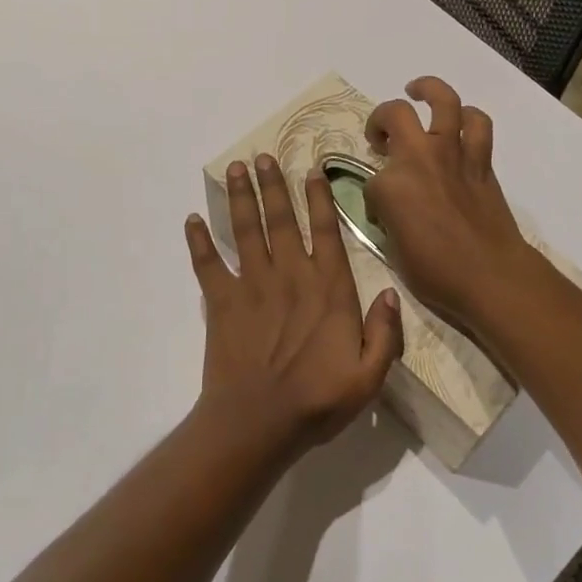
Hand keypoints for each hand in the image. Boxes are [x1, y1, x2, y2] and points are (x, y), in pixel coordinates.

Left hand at [185, 155, 403, 452]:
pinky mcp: (222, 302)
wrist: (257, 425)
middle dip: (272, 185)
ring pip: (245, 231)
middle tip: (263, 155)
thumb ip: (384, 334)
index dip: (319, 198)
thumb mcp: (369, 377)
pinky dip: (198, 242)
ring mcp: (252, 286)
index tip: (311, 169)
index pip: (325, 232)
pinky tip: (190, 220)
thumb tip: (392, 294)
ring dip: (240, 197)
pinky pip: (207, 265)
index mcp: (328, 289)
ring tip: (235, 168)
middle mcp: (290, 276)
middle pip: (280, 220)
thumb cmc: (317, 402)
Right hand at [361, 76, 543, 325]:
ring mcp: (453, 153)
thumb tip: (391, 206)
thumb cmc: (435, 273)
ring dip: (428, 89)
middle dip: (381, 120)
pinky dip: (468, 117)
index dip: (374, 197)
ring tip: (417, 91)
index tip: (381, 213)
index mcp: (390, 185)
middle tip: (381, 135)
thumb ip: (387, 217)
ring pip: (443, 101)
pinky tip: (459, 120)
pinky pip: (477, 125)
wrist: (490, 276)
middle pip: (394, 114)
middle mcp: (419, 158)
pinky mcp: (481, 160)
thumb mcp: (393, 250)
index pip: (370, 180)